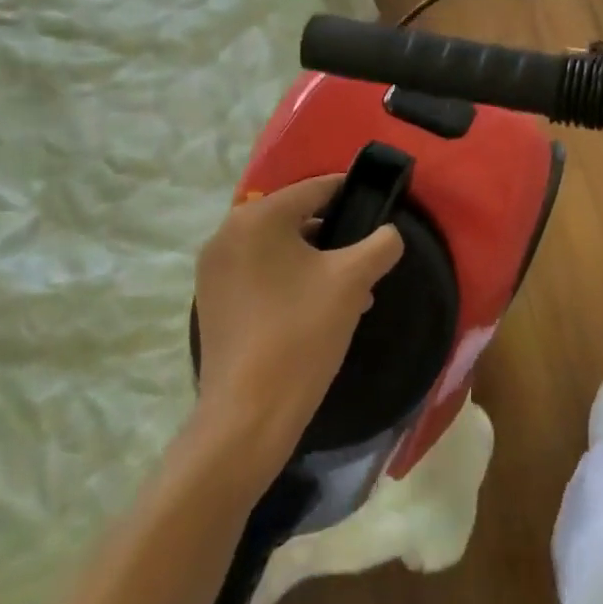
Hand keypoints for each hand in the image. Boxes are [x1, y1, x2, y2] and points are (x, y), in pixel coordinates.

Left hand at [188, 176, 403, 473]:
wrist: (248, 415)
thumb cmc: (302, 333)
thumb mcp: (353, 281)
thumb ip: (381, 244)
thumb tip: (389, 234)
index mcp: (258, 218)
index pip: (317, 188)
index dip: (354, 196)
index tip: (382, 211)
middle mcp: (227, 234)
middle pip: (297, 217)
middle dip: (336, 235)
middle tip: (367, 258)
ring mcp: (214, 270)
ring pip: (280, 248)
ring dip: (316, 260)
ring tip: (353, 289)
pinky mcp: (213, 300)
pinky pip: (262, 272)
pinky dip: (291, 279)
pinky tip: (321, 308)